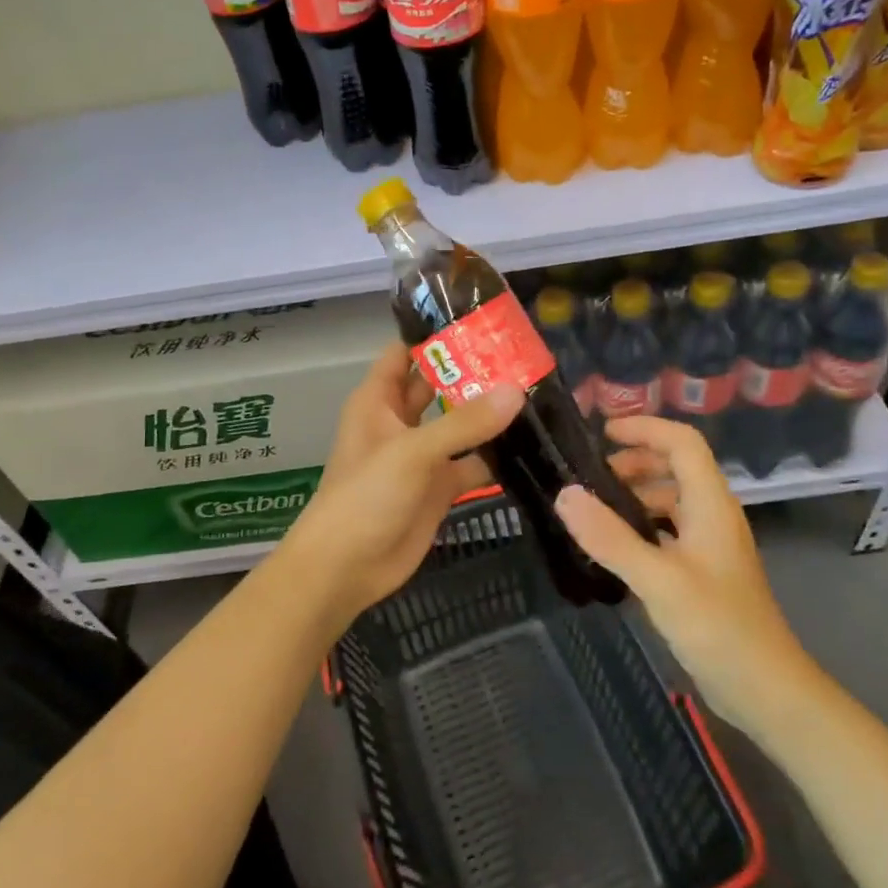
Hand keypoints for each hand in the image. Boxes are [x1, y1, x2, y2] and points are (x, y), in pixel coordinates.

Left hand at [275, 342, 522, 629]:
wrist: (347, 568)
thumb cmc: (365, 497)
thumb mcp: (412, 452)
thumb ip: (464, 423)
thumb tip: (517, 390)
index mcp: (380, 400)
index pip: (407, 352)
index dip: (437, 335)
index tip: (483, 319)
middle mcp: (401, 421)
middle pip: (440, 385)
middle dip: (475, 371)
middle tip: (525, 354)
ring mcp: (423, 455)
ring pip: (461, 424)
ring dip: (491, 413)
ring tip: (540, 390)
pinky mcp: (441, 487)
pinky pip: (473, 463)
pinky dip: (497, 456)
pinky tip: (534, 444)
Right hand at [558, 416, 813, 730]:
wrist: (764, 689)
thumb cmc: (717, 626)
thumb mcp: (658, 580)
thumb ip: (610, 537)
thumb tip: (564, 494)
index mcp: (710, 505)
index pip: (683, 443)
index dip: (645, 429)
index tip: (602, 434)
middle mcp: (712, 516)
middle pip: (675, 467)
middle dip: (634, 462)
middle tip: (590, 479)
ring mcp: (708, 546)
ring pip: (670, 501)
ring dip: (634, 496)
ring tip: (593, 512)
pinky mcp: (701, 572)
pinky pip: (666, 532)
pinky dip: (640, 527)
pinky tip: (613, 549)